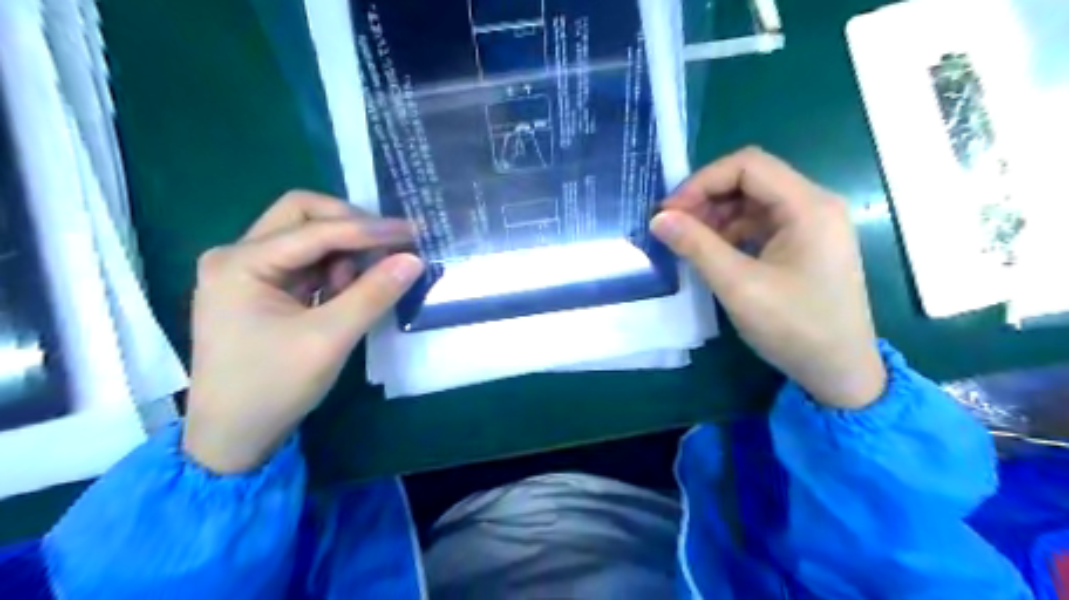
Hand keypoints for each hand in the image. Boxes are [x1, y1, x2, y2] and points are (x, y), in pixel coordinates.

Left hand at [181, 193, 423, 473]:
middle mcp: (238, 255)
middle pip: (302, 215)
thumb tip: (414, 259)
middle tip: (390, 246)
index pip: (315, 230)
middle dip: (351, 226)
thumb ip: (373, 294)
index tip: (413, 232)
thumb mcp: (330, 339)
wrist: (233, 437)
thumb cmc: (273, 387)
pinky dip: (334, 270)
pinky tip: (348, 292)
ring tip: (364, 284)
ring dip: (344, 251)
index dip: (369, 230)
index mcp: (240, 262)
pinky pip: (306, 262)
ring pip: (307, 237)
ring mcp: (248, 272)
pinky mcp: (262, 289)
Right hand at [652, 148, 886, 409]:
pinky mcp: (804, 245)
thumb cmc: (794, 328)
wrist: (840, 372)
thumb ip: (696, 246)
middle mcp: (814, 205)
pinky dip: (731, 232)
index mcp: (808, 206)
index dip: (702, 182)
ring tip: (688, 241)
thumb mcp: (739, 286)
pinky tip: (712, 252)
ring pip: (753, 202)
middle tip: (673, 227)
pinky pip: (761, 224)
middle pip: (751, 180)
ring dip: (716, 216)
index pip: (748, 166)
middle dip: (707, 198)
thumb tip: (658, 219)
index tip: (670, 212)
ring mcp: (811, 226)